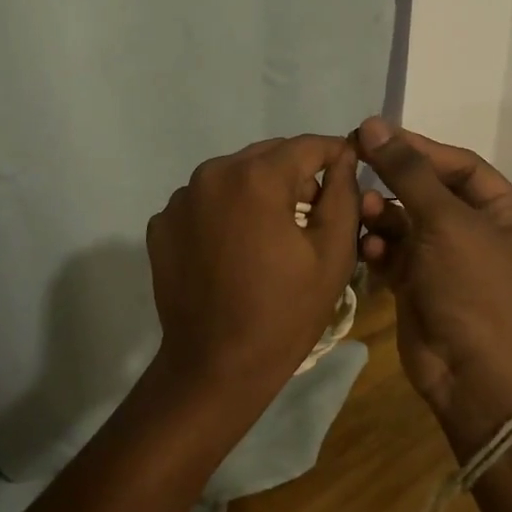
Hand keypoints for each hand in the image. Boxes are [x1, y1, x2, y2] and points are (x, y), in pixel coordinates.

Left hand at [144, 135, 360, 425]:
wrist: (215, 365)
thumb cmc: (283, 313)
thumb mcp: (332, 254)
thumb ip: (343, 194)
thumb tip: (343, 158)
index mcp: (255, 177)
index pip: (307, 145)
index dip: (335, 154)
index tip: (351, 169)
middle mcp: (211, 174)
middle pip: (266, 156)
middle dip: (295, 173)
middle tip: (315, 208)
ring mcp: (180, 198)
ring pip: (233, 176)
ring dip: (257, 191)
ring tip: (273, 231)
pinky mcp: (161, 223)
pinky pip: (204, 201)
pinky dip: (224, 212)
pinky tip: (234, 248)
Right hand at [353, 117, 511, 449]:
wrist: (474, 377)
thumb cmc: (474, 289)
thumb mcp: (446, 222)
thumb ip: (408, 171)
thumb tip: (374, 123)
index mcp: (509, 215)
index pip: (461, 166)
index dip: (419, 148)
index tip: (376, 135)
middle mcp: (481, 234)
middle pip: (430, 192)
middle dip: (394, 183)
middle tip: (354, 163)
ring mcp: (449, 262)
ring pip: (407, 222)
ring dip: (383, 214)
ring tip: (361, 211)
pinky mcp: (421, 285)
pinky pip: (395, 252)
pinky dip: (379, 246)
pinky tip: (367, 247)